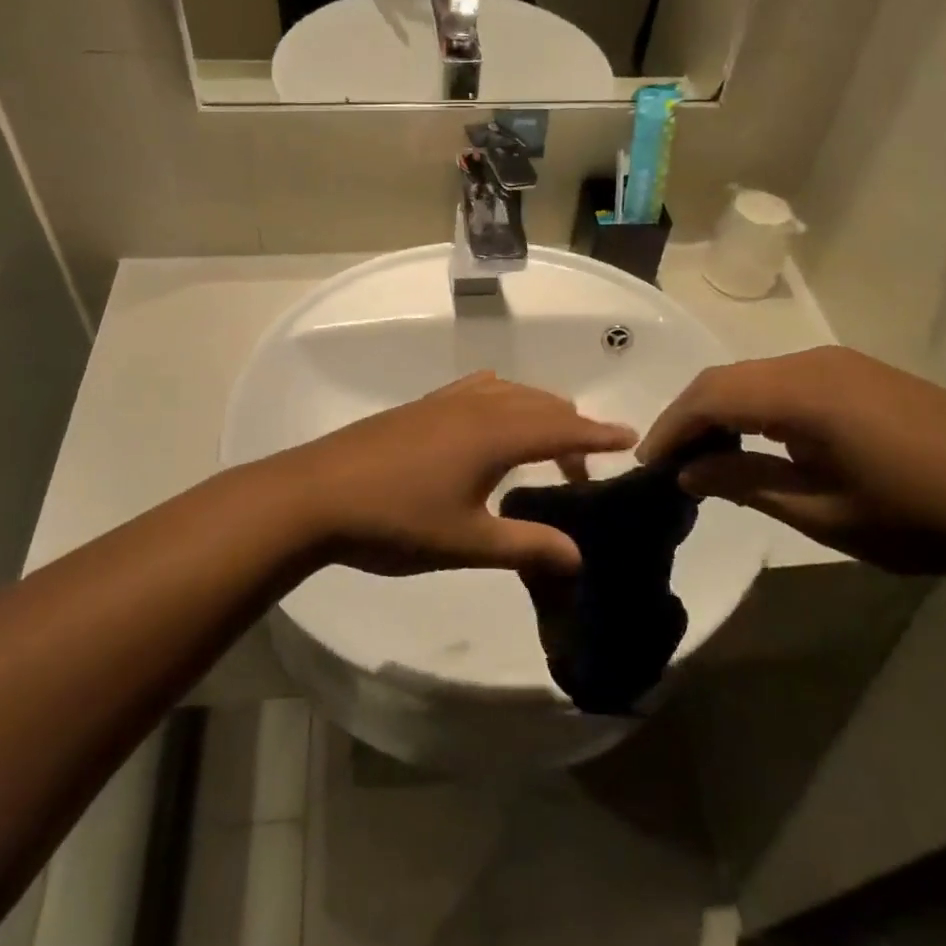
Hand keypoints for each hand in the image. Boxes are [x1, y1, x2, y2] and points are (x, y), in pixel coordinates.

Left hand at [267, 372, 635, 577]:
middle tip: (581, 470)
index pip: (562, 426)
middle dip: (570, 429)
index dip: (598, 434)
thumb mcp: (467, 543)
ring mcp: (444, 402)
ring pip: (509, 393)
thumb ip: (526, 545)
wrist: (315, 496)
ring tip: (542, 446)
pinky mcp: (419, 408)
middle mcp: (476, 406)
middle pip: (540, 404)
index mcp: (495, 434)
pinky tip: (490, 426)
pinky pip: (477, 390)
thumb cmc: (395, 522)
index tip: (630, 438)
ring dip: (535, 413)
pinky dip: (503, 402)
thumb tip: (578, 555)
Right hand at [639, 347, 945, 578]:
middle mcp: (814, 362)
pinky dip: (756, 407)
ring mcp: (841, 364)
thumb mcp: (824, 513)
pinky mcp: (862, 375)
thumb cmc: (921, 517)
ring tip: (707, 456)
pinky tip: (759, 441)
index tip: (647, 465)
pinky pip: (787, 381)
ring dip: (723, 411)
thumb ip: (746, 485)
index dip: (672, 427)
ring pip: (755, 377)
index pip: (711, 396)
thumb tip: (687, 472)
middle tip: (669, 463)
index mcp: (802, 392)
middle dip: (691, 418)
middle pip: (728, 379)